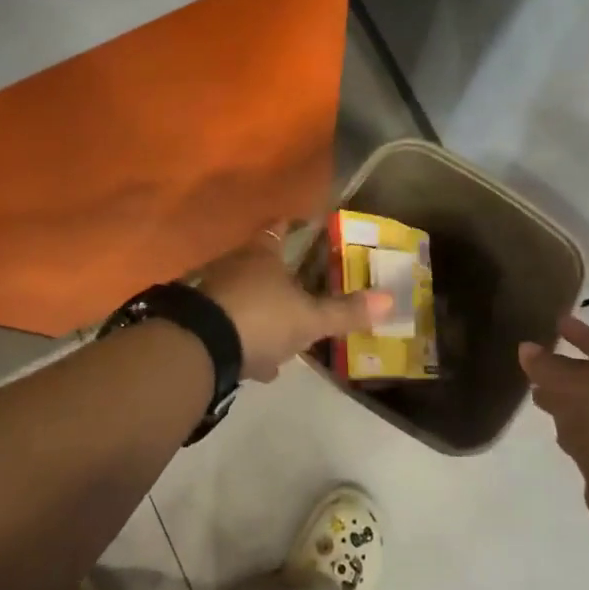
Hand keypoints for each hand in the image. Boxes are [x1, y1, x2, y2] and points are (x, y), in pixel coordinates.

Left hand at [199, 224, 391, 380]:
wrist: (198, 347)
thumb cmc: (261, 318)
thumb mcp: (310, 319)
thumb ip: (346, 311)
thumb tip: (391, 299)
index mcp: (262, 255)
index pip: (277, 230)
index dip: (290, 227)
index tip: (301, 225)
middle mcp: (233, 266)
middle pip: (258, 264)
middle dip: (277, 276)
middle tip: (299, 286)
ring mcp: (210, 293)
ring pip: (242, 297)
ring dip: (260, 312)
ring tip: (282, 333)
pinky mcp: (196, 323)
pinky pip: (228, 326)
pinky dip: (244, 340)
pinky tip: (258, 364)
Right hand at [520, 314, 588, 518]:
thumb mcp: (570, 386)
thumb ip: (547, 366)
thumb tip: (526, 347)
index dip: (581, 331)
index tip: (558, 322)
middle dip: (566, 367)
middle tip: (538, 361)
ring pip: (588, 403)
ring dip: (564, 397)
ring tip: (536, 394)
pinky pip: (587, 430)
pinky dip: (569, 424)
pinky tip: (555, 429)